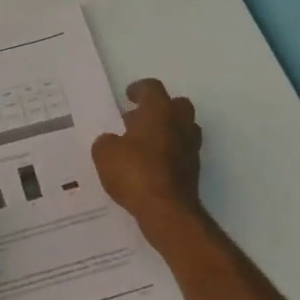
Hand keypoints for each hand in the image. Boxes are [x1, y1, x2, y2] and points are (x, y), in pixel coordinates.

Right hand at [92, 79, 203, 228]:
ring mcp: (190, 147)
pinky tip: (150, 165)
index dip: (139, 89)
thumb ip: (106, 142)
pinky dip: (169, 152)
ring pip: (182, 128)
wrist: (167, 210)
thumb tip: (111, 141)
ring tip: (143, 143)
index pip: (152, 88)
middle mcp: (180, 123)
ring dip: (166, 131)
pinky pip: (181, 151)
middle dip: (158, 108)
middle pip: (176, 104)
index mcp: (159, 111)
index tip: (128, 96)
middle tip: (138, 119)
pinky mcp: (194, 169)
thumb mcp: (104, 154)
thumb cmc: (135, 172)